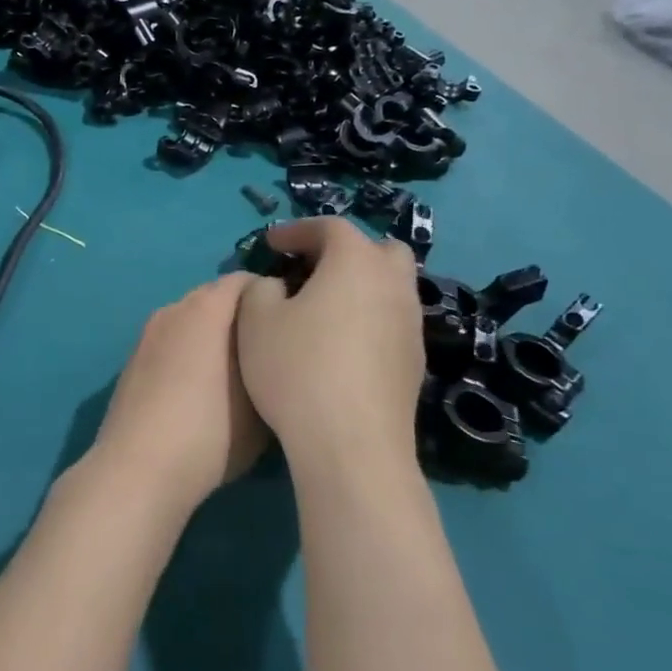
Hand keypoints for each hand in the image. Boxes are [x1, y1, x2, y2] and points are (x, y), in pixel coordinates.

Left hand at [84, 273, 268, 512]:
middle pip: (213, 298)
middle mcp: (172, 310)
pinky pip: (169, 344)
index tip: (289, 325)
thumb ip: (270, 365)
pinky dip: (186, 353)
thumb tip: (272, 352)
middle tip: (264, 350)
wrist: (138, 469)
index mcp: (205, 309)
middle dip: (240, 316)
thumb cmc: (211, 432)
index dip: (270, 297)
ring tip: (233, 372)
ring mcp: (146, 335)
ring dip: (210, 335)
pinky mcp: (131, 362)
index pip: (244, 281)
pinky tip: (197, 390)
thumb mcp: (262, 403)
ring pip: (188, 322)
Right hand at [236, 218, 423, 469]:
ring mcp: (411, 324)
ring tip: (323, 304)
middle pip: (378, 249)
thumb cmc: (298, 369)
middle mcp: (393, 284)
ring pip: (390, 286)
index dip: (297, 230)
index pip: (330, 227)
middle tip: (310, 267)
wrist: (352, 444)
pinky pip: (391, 320)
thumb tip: (278, 286)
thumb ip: (261, 288)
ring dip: (359, 284)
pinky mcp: (415, 361)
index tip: (270, 244)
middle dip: (344, 250)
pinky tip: (341, 342)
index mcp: (356, 262)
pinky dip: (368, 316)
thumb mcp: (256, 320)